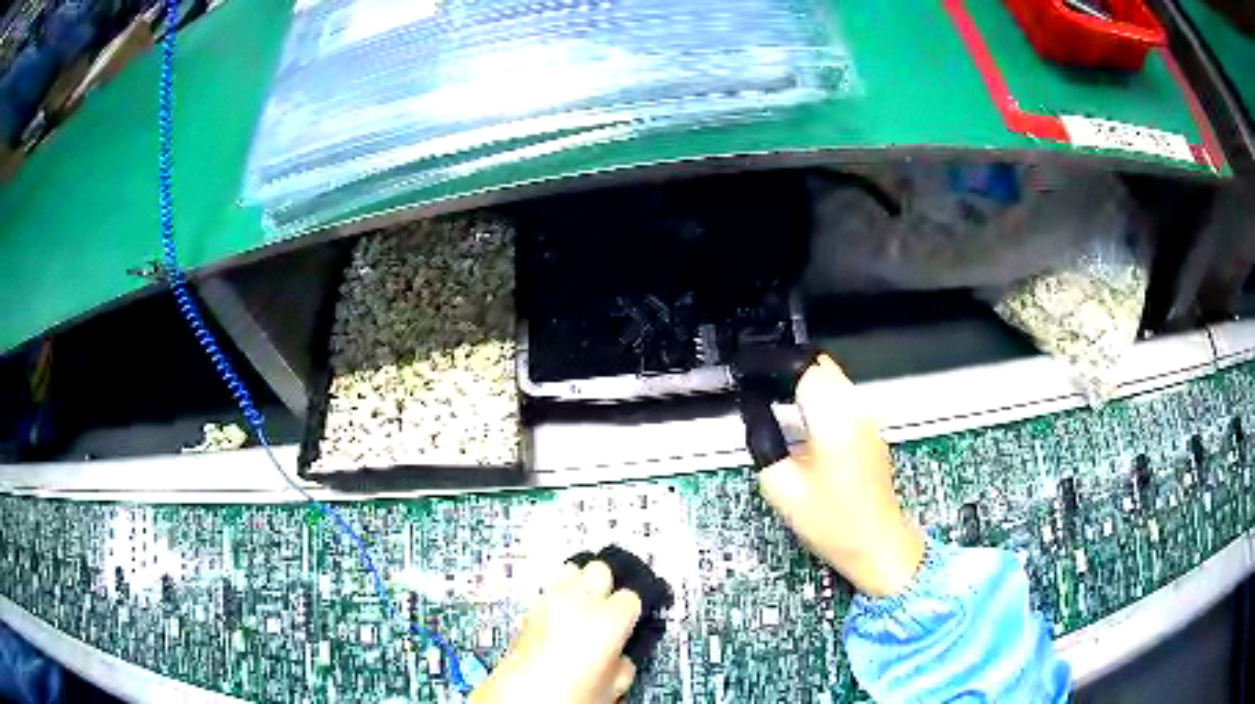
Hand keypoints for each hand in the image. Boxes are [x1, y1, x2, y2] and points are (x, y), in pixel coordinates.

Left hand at [471, 561, 641, 703]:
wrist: (521, 702)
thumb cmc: (564, 697)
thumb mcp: (614, 685)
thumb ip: (623, 661)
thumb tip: (621, 655)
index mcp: (607, 619)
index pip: (631, 596)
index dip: (632, 611)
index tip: (630, 621)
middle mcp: (576, 602)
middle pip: (599, 569)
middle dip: (606, 585)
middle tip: (609, 608)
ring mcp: (547, 603)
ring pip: (570, 571)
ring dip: (579, 586)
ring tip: (583, 610)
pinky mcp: (526, 610)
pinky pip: (549, 592)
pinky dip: (557, 599)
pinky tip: (561, 622)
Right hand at [759, 354, 924, 596]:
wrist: (877, 545)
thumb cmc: (833, 523)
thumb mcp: (783, 489)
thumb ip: (765, 445)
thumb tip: (757, 419)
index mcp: (834, 418)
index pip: (804, 368)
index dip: (775, 368)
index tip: (754, 379)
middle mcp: (856, 411)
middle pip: (822, 367)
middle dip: (791, 373)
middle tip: (765, 393)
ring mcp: (868, 422)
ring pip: (835, 382)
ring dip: (807, 387)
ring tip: (781, 410)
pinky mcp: (871, 434)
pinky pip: (844, 401)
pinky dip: (822, 403)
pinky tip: (806, 430)